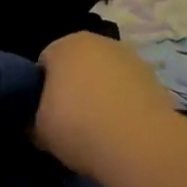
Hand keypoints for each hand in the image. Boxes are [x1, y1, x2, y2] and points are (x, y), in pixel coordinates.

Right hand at [35, 33, 175, 179]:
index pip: (43, 64)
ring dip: (99, 94)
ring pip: (105, 76)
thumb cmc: (77, 126)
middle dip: (71, 87)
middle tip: (66, 120)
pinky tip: (119, 130)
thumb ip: (31, 120)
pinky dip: (122, 104)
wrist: (139, 144)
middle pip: (77, 65)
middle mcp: (100, 42)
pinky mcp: (155, 79)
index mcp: (65, 45)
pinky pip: (127, 90)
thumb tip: (33, 124)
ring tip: (96, 128)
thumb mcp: (38, 130)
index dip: (39, 90)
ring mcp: (131, 58)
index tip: (41, 114)